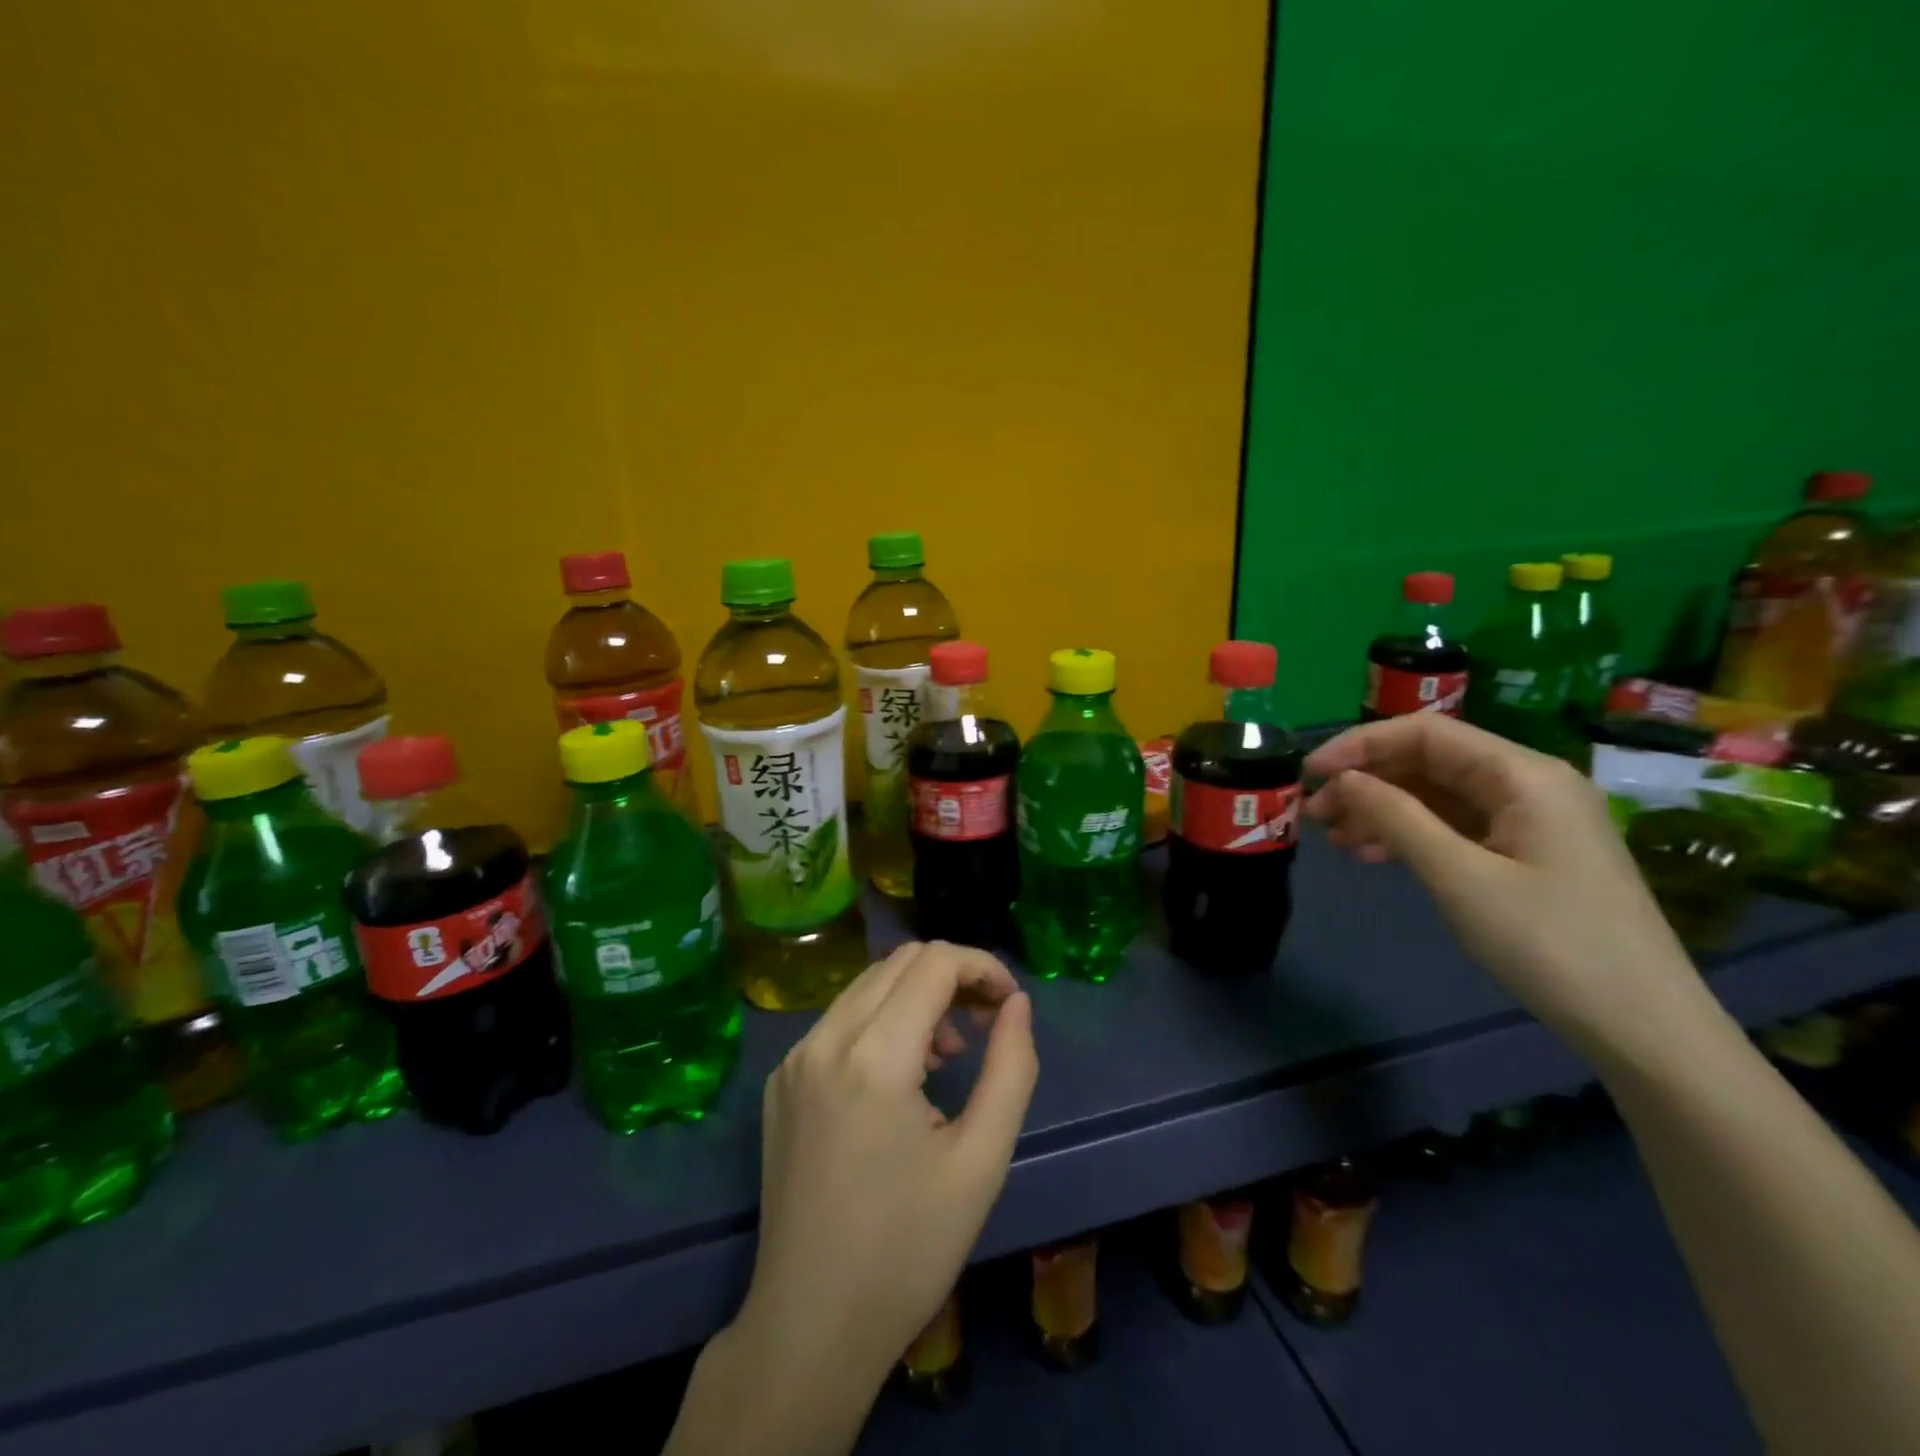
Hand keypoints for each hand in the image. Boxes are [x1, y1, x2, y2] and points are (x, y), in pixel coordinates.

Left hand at [740, 941, 1037, 1384]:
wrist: (809, 1327)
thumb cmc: (908, 1250)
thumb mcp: (981, 1161)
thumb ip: (1011, 1068)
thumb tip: (1016, 1005)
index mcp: (873, 1057)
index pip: (934, 962)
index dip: (983, 966)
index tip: (1011, 1004)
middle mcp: (824, 1040)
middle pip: (900, 962)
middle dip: (953, 976)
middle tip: (986, 1022)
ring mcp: (793, 1059)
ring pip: (867, 985)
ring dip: (917, 997)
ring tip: (948, 1054)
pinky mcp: (780, 1081)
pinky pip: (839, 1021)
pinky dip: (881, 1022)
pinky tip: (901, 1076)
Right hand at [1304, 714, 1700, 1058]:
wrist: (1642, 1026)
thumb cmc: (1549, 943)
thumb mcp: (1459, 876)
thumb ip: (1395, 817)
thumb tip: (1342, 779)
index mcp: (1524, 775)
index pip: (1426, 733)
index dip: (1360, 745)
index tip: (1309, 773)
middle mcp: (1529, 784)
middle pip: (1430, 761)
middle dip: (1367, 780)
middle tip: (1314, 811)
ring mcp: (1531, 821)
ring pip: (1438, 796)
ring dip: (1382, 809)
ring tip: (1333, 837)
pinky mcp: (1528, 854)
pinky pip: (1456, 827)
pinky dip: (1410, 835)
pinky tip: (1372, 854)